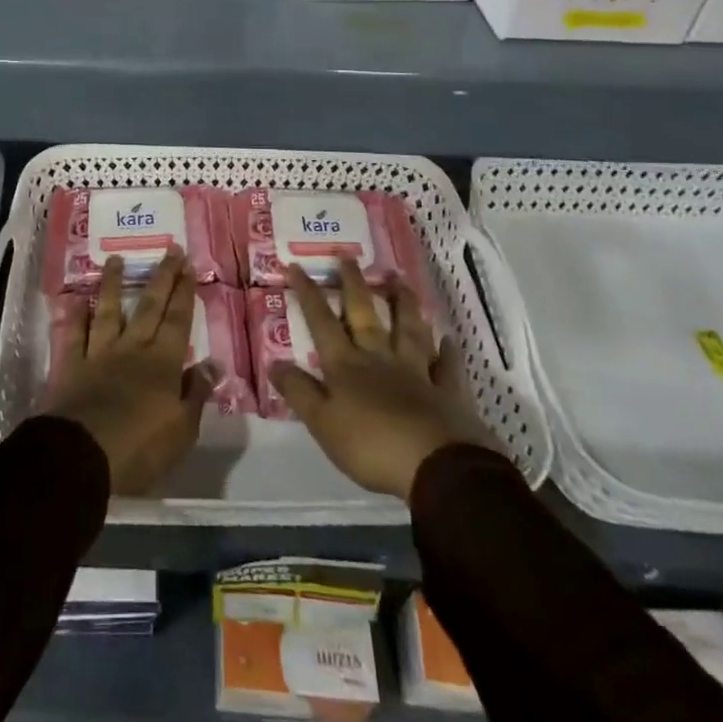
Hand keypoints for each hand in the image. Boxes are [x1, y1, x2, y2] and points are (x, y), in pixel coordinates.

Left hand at [45, 252, 213, 494]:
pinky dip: (74, 317)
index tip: (189, 265)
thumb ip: (196, 393)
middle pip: (149, 307)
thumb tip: (213, 363)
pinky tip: (75, 299)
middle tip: (170, 249)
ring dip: (114, 285)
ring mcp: (98, 355)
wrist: (82, 457)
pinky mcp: (70, 367)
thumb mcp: (182, 430)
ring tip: (117, 260)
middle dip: (162, 277)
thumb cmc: (140, 448)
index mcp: (162, 364)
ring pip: (108, 312)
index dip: (184, 292)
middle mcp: (131, 349)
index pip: (177, 320)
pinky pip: (73, 336)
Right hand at [268, 262, 498, 500]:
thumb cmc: (372, 446)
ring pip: (408, 329)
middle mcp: (379, 359)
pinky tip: (448, 339)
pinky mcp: (447, 392)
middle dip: (353, 284)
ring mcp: (416, 372)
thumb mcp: (323, 423)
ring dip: (402, 304)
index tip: (296, 265)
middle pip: (364, 314)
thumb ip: (299, 391)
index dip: (308, 294)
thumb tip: (274, 362)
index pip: (322, 322)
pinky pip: (446, 366)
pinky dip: (447, 352)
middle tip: (348, 255)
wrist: (437, 466)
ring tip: (399, 279)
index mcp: (346, 366)